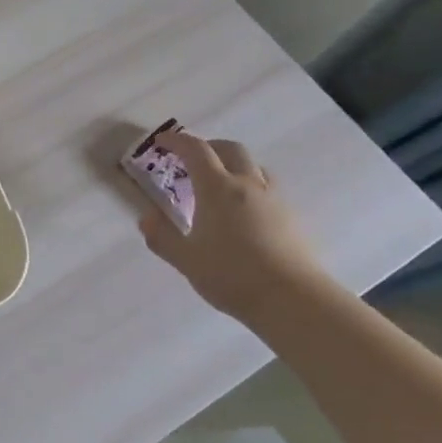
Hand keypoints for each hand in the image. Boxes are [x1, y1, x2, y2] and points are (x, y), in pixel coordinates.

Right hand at [137, 130, 328, 322]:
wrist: (294, 301)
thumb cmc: (232, 275)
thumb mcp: (186, 259)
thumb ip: (161, 236)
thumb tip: (147, 218)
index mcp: (218, 188)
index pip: (196, 150)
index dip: (177, 141)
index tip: (161, 143)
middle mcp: (248, 185)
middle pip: (231, 149)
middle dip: (209, 147)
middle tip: (192, 160)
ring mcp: (276, 200)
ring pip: (256, 167)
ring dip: (234, 166)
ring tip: (221, 186)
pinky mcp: (294, 219)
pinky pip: (270, 189)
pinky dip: (252, 187)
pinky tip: (246, 213)